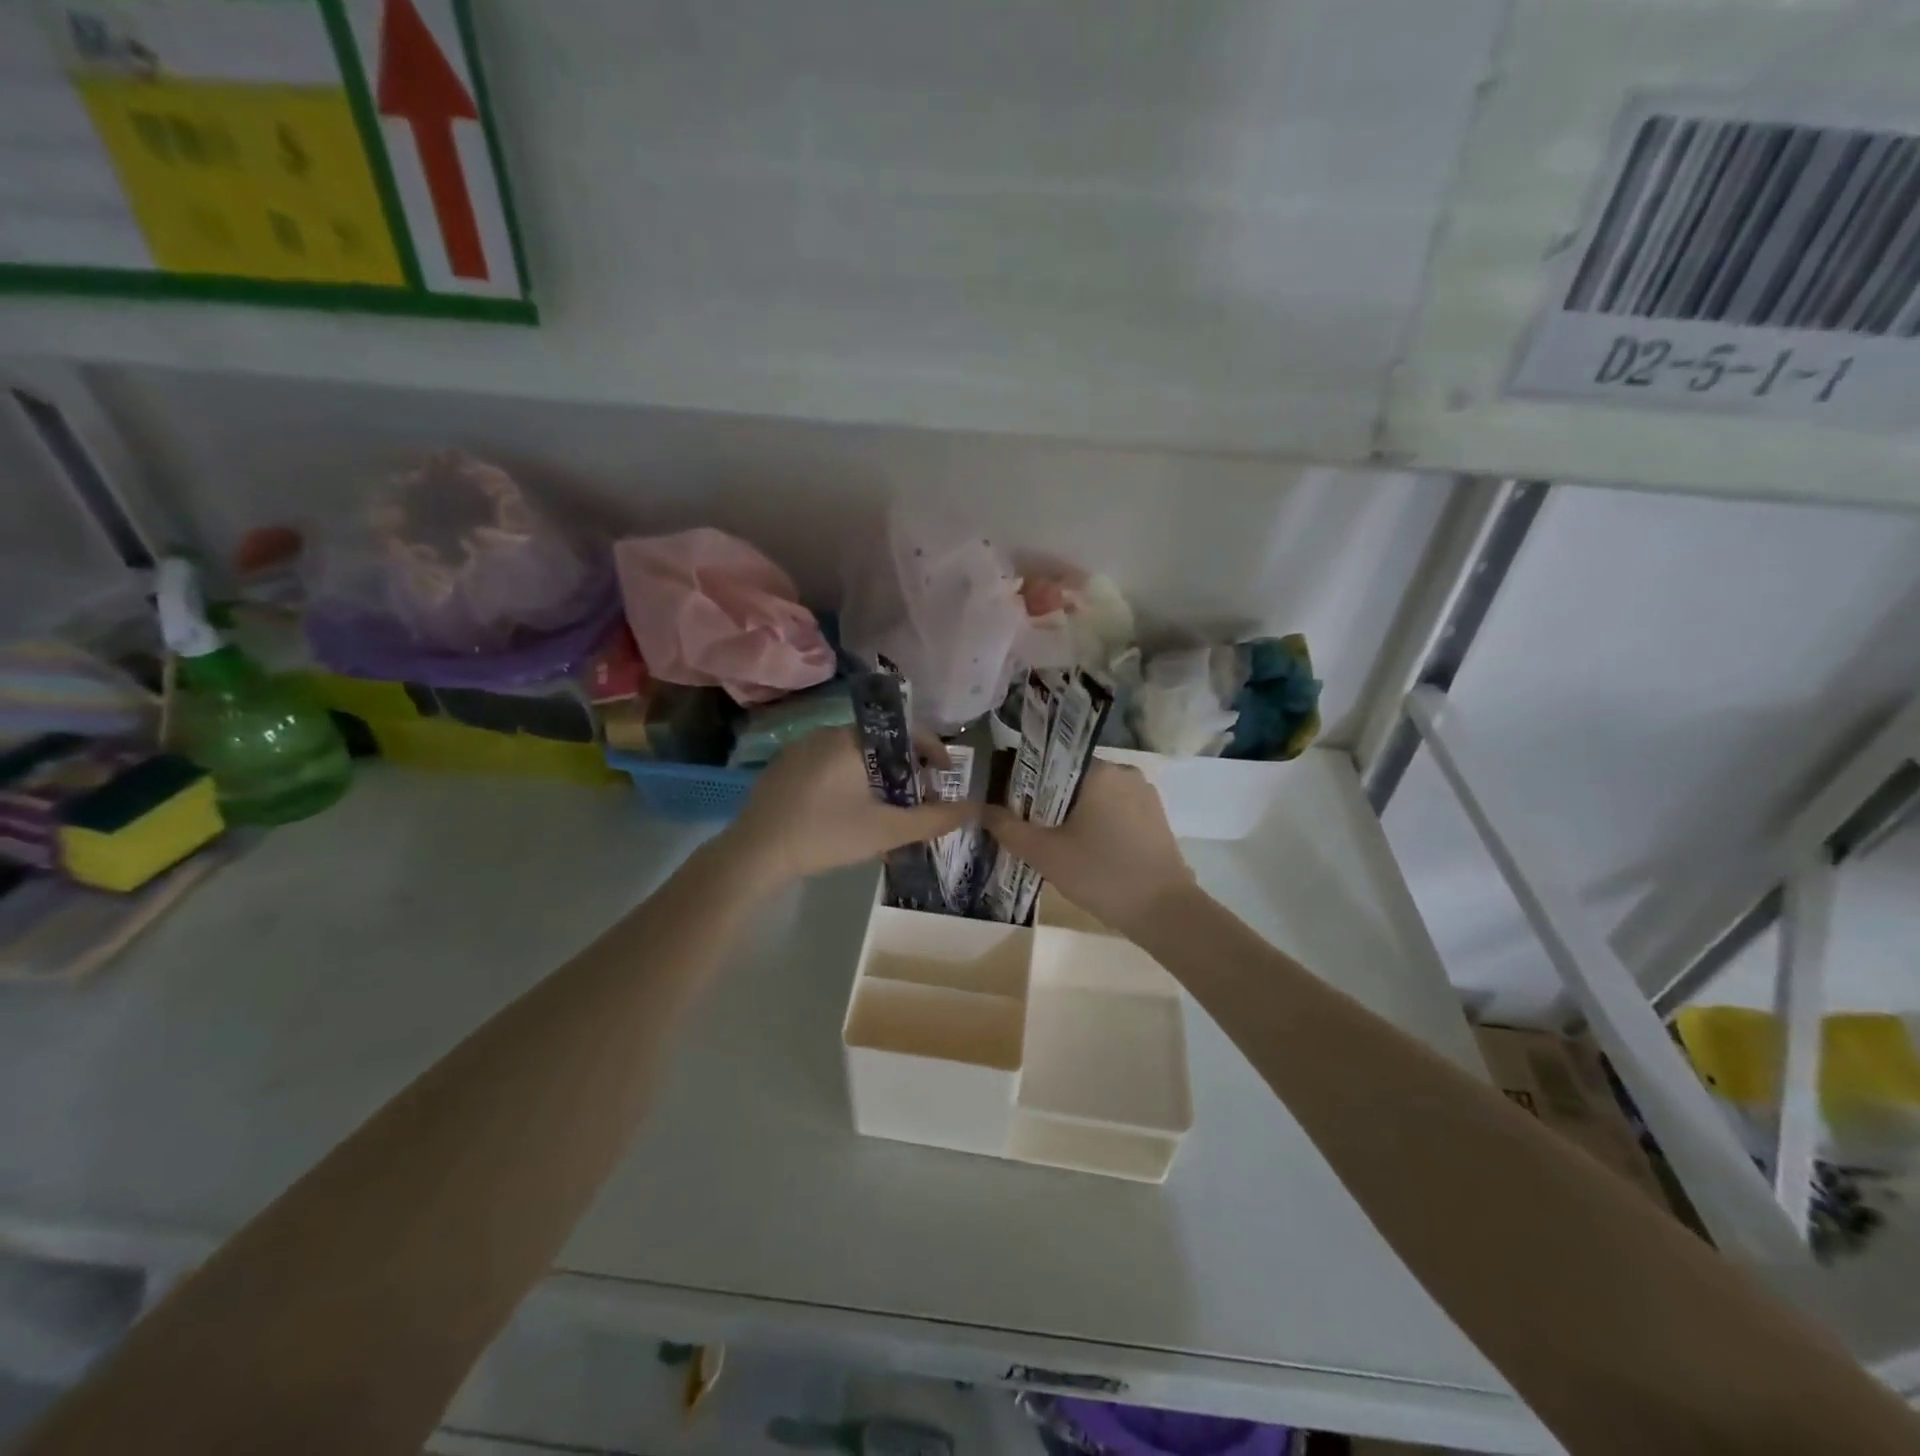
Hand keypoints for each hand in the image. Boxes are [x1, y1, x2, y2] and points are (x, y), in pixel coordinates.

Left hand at [721, 727, 972, 889]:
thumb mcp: (886, 830)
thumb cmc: (825, 834)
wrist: (754, 853)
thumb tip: (974, 807)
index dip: (932, 749)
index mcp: (853, 739)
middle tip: (916, 797)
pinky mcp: (783, 766)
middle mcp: (827, 732)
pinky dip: (848, 778)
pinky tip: (846, 810)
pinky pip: (828, 763)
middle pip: (881, 742)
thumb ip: (933, 819)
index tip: (945, 774)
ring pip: (853, 754)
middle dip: (904, 767)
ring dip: (876, 775)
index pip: (906, 731)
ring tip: (885, 807)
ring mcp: (800, 748)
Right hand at [982, 761, 1194, 937]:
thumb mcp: (1046, 853)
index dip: (1026, 784)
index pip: (1050, 762)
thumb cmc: (1101, 874)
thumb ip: (1008, 828)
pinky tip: (1085, 852)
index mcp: (1100, 771)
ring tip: (1055, 845)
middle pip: (1072, 780)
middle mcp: (1125, 772)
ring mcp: (1145, 795)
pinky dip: (1096, 825)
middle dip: (1048, 803)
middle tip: (1029, 831)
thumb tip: (980, 809)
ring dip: (1073, 816)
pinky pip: (1114, 811)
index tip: (1011, 807)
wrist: (1165, 912)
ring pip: (1094, 797)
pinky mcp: (1155, 818)